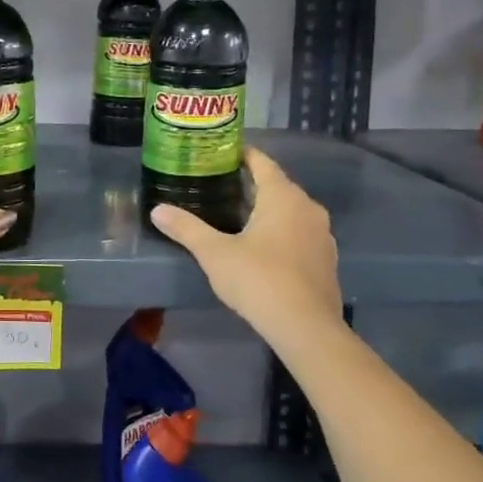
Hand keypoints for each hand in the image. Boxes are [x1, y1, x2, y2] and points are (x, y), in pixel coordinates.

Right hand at [151, 147, 341, 340]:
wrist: (306, 328)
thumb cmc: (258, 279)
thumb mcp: (214, 252)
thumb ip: (186, 228)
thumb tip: (156, 210)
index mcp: (283, 197)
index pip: (263, 163)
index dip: (242, 155)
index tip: (221, 152)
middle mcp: (308, 208)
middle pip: (278, 186)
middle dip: (251, 184)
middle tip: (220, 185)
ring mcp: (322, 236)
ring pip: (291, 212)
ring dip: (268, 210)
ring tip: (238, 216)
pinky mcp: (326, 261)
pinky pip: (300, 235)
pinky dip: (281, 233)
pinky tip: (262, 248)